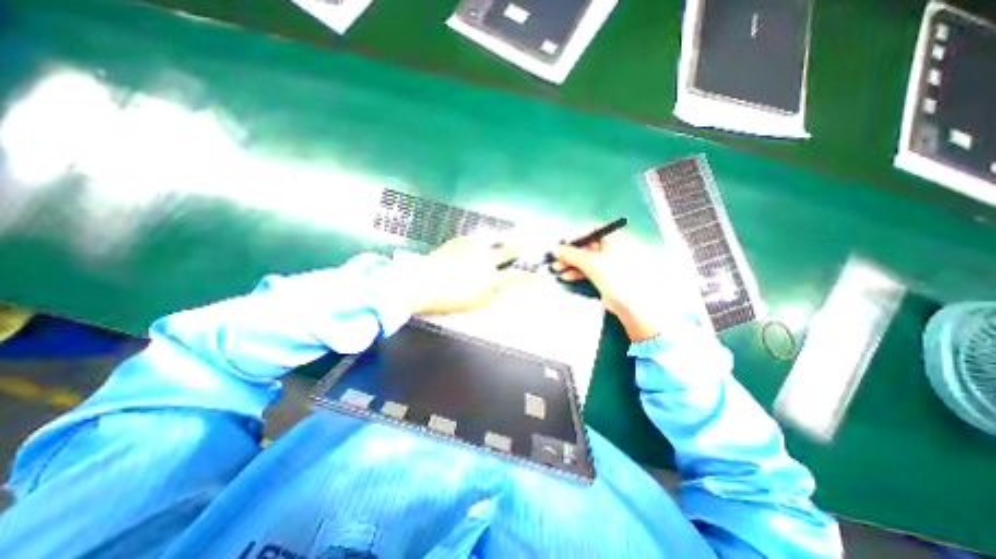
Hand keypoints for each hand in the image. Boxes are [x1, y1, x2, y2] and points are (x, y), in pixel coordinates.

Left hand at [397, 235, 531, 314]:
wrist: (422, 282)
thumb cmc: (449, 298)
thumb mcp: (474, 304)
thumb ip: (492, 299)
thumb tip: (504, 296)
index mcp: (490, 278)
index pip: (515, 276)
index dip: (529, 276)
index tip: (539, 275)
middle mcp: (486, 260)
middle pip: (509, 249)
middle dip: (523, 244)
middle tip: (532, 237)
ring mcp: (473, 247)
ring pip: (494, 237)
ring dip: (505, 235)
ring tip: (511, 233)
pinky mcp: (461, 240)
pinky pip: (478, 235)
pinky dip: (486, 236)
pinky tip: (485, 237)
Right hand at [552, 232, 667, 339]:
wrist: (634, 306)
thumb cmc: (616, 277)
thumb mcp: (592, 263)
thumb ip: (572, 254)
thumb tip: (557, 249)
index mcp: (616, 238)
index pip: (592, 229)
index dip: (575, 235)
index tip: (561, 244)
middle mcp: (614, 247)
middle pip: (587, 245)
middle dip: (570, 253)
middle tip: (556, 259)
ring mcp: (611, 262)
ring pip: (586, 259)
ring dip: (571, 263)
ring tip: (557, 269)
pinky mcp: (607, 276)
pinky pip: (590, 269)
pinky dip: (578, 272)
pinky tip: (567, 276)